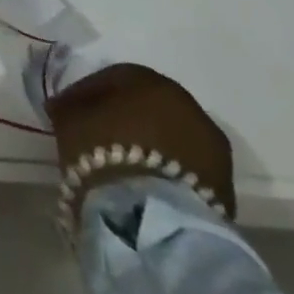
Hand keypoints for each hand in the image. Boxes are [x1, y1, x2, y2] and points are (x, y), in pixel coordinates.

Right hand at [46, 63, 235, 220]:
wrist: (150, 215)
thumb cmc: (102, 151)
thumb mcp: (69, 118)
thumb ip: (70, 105)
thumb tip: (67, 105)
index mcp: (150, 81)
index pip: (113, 77)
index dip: (87, 93)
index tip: (68, 110)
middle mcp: (188, 106)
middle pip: (149, 105)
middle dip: (123, 117)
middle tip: (97, 134)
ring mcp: (213, 148)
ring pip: (171, 136)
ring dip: (149, 143)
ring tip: (122, 162)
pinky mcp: (225, 186)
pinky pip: (186, 166)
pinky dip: (166, 169)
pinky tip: (144, 182)